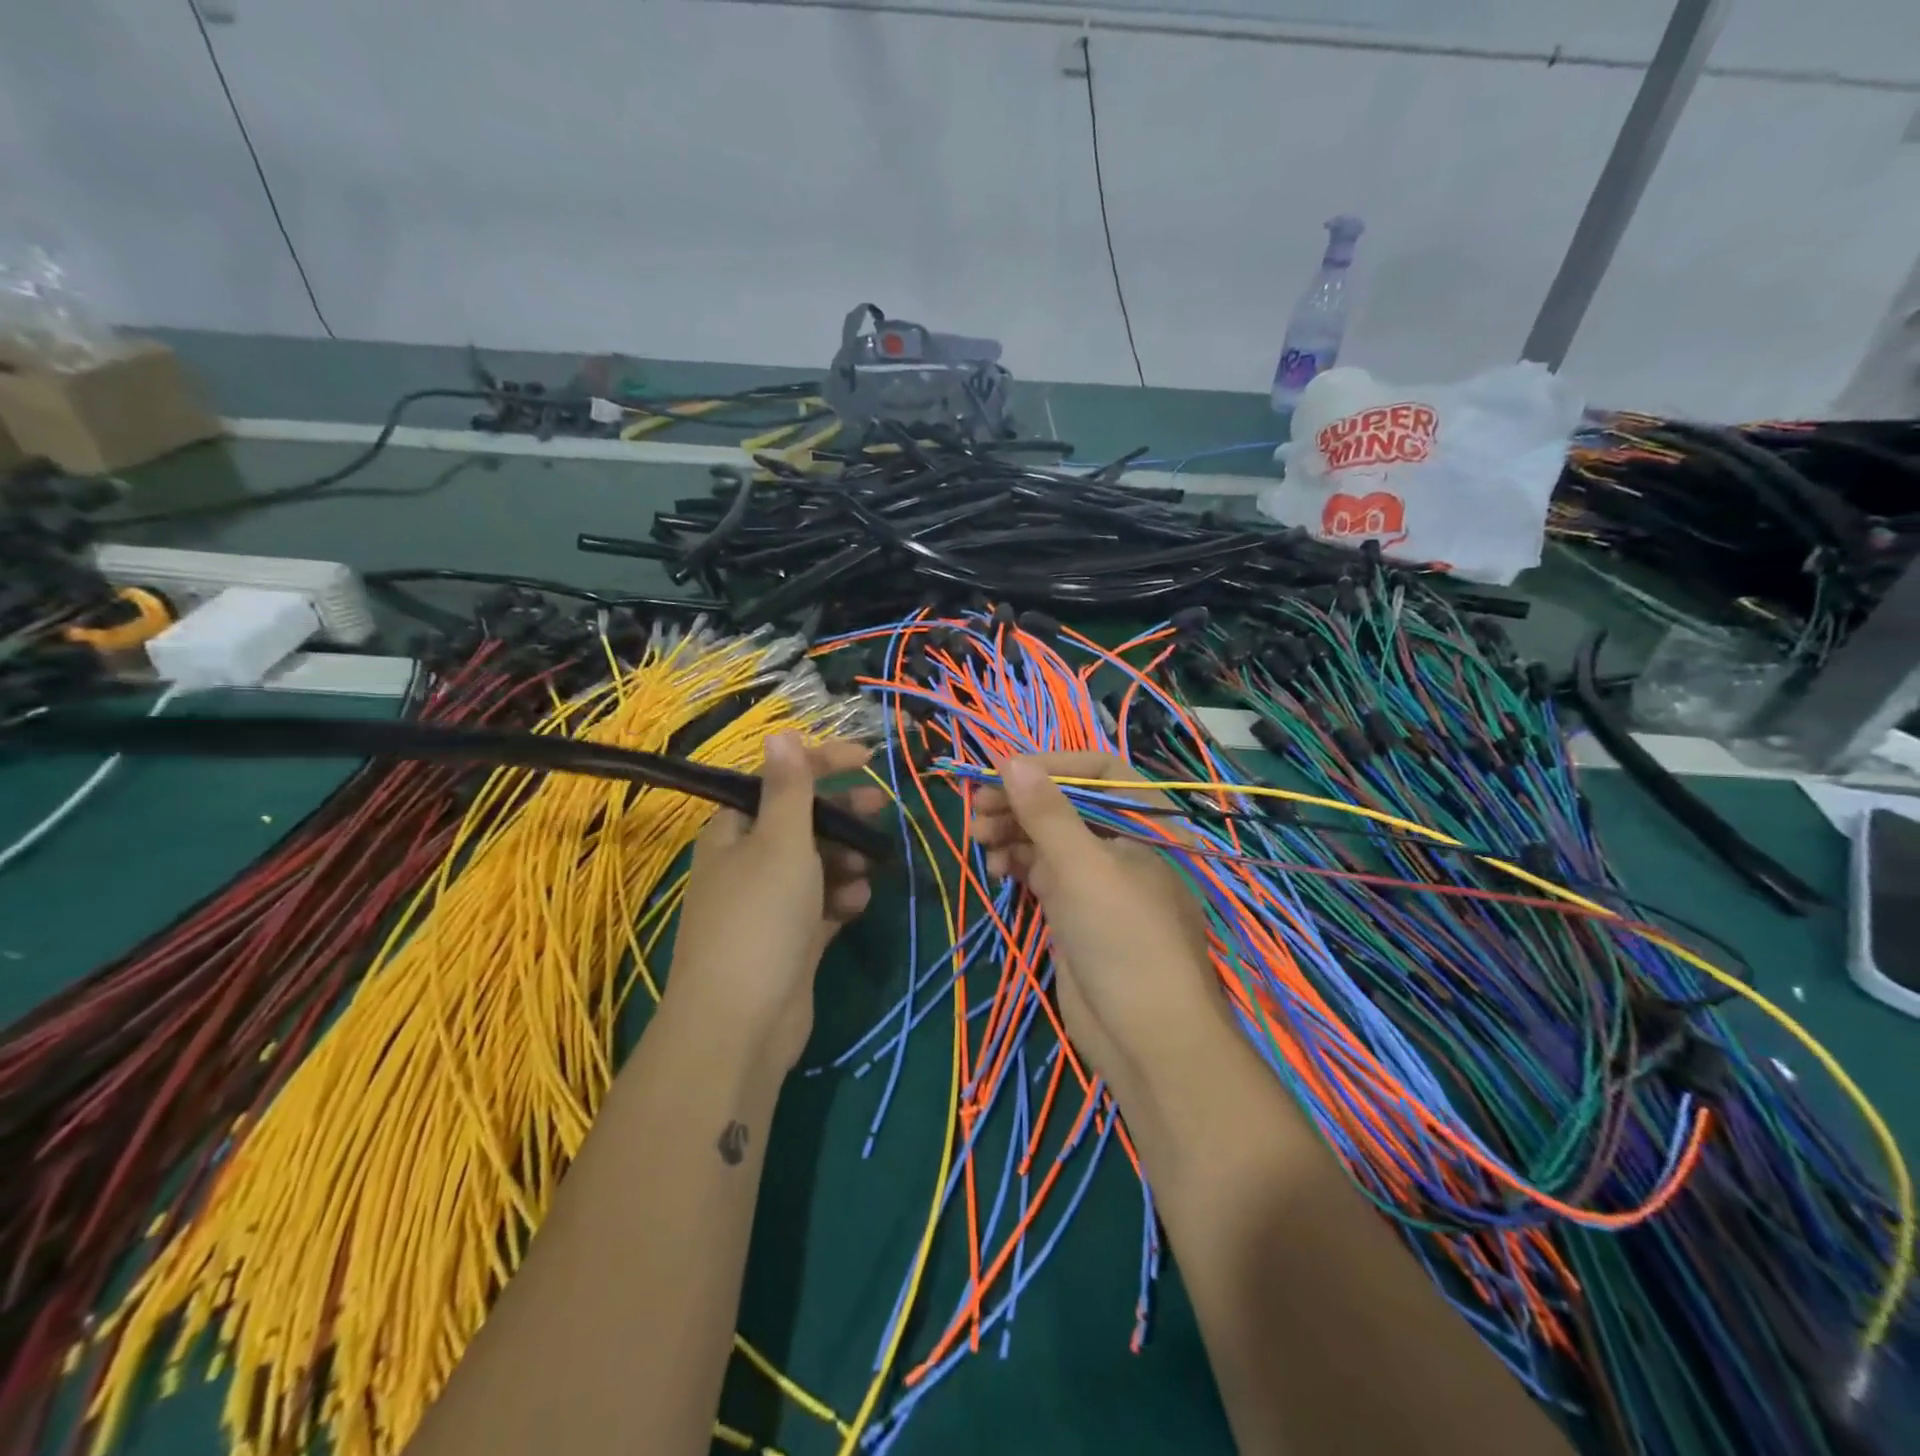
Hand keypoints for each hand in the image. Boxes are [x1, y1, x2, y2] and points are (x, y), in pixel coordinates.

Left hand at [665, 734, 884, 1071]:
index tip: (868, 759)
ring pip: (815, 866)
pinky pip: (820, 906)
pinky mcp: (788, 941)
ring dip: (845, 861)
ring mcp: (767, 905)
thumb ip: (788, 788)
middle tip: (880, 812)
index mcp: (734, 831)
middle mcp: (746, 863)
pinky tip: (857, 903)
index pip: (779, 780)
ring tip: (869, 868)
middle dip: (842, 816)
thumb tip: (780, 733)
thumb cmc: (761, 918)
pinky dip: (840, 899)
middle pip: (801, 824)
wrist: (741, 1025)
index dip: (822, 762)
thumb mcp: (780, 842)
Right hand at [969, 752, 1228, 1093]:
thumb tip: (1009, 760)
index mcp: (1145, 824)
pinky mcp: (1077, 913)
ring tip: (981, 840)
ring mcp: (1099, 881)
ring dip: (1014, 833)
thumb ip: (1046, 813)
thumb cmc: (1124, 940)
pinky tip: (996, 868)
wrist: (1147, 1040)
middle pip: (1068, 805)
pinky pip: (1044, 874)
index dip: (1051, 765)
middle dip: (1022, 803)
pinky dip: (1019, 864)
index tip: (1002, 772)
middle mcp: (1123, 845)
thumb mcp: (1083, 868)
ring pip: (1051, 839)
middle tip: (977, 811)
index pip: (1099, 770)